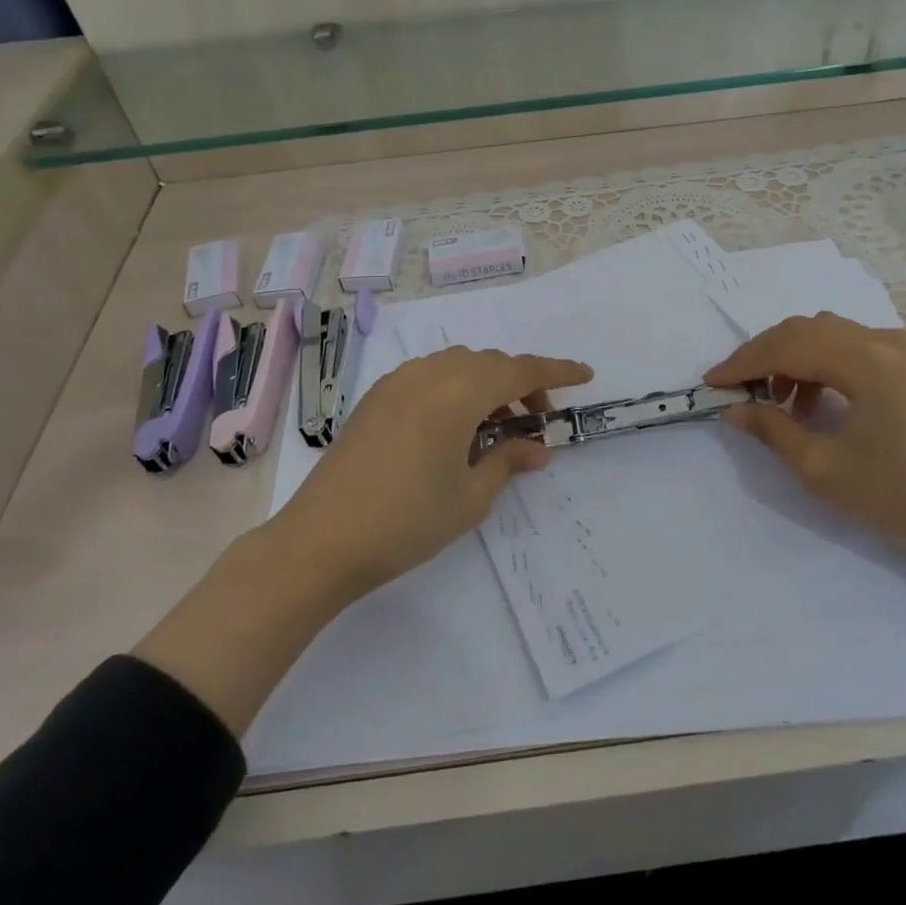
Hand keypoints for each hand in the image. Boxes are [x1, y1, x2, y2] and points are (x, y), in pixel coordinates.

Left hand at [276, 346, 593, 599]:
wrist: (320, 541)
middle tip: (536, 425)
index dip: (557, 372)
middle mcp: (428, 375)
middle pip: (490, 363)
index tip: (585, 376)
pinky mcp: (376, 398)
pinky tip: (455, 427)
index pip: (521, 371)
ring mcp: (397, 383)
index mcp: (458, 394)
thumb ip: (508, 462)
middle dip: (522, 385)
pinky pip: (430, 376)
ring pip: (459, 365)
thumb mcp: (470, 498)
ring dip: (488, 385)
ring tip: (496, 428)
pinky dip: (456, 388)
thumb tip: (537, 448)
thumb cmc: (405, 522)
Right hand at [705, 313, 905, 594]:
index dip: (744, 363)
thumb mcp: (820, 467)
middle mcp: (884, 340)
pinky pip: (846, 344)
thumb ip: (771, 429)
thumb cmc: (893, 496)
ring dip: (789, 357)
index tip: (711, 383)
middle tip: (735, 389)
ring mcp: (898, 346)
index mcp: (867, 363)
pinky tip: (809, 400)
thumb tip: (732, 409)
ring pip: (824, 332)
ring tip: (775, 400)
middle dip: (762, 355)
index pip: (789, 347)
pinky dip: (817, 362)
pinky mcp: (904, 360)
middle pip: (804, 329)